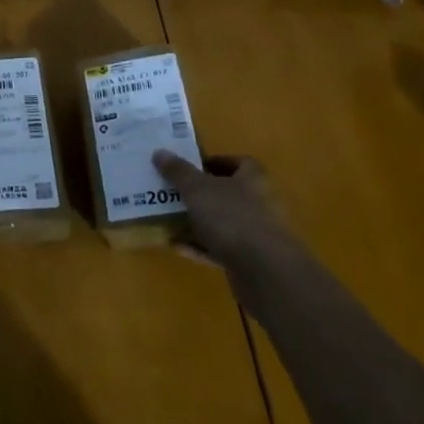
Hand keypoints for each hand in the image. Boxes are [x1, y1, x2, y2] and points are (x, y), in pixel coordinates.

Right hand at [153, 150, 292, 271]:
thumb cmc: (231, 217)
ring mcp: (257, 233)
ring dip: (199, 222)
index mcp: (253, 179)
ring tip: (170, 220)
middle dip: (202, 194)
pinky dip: (201, 246)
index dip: (217, 162)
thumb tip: (160, 152)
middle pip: (229, 193)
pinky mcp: (251, 260)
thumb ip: (178, 171)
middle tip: (175, 193)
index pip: (240, 162)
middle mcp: (260, 203)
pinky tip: (179, 247)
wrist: (263, 270)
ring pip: (224, 222)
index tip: (192, 167)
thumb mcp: (196, 188)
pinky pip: (221, 248)